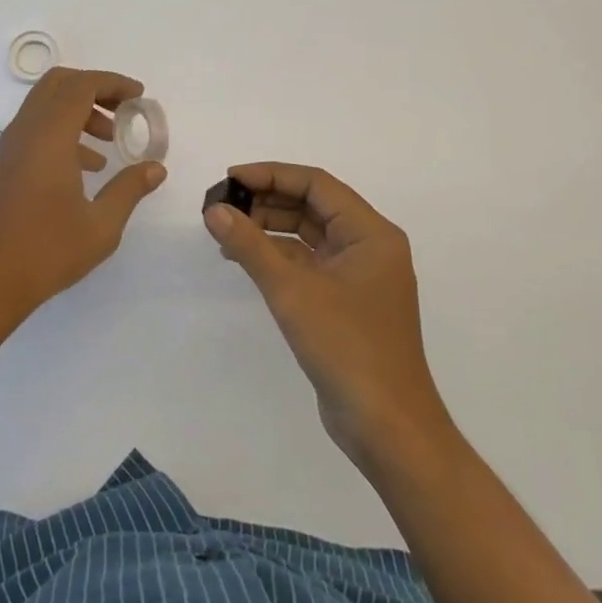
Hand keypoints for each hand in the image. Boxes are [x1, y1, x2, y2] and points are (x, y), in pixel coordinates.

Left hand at [0, 67, 166, 327]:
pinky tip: (85, 168)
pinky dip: (63, 130)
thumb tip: (155, 168)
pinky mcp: (4, 166)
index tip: (139, 96)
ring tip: (109, 141)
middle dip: (94, 88)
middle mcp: (26, 132)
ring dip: (79, 110)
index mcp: (49, 136)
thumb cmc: (45, 252)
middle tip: (123, 109)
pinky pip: (36, 129)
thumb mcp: (101, 226)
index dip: (113, 83)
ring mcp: (10, 148)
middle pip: (58, 84)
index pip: (82, 86)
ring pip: (45, 105)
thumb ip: (129, 189)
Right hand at [204, 163, 447, 469]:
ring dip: (269, 228)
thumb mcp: (292, 291)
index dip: (271, 175)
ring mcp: (359, 275)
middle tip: (222, 204)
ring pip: (308, 234)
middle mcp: (369, 246)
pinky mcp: (346, 301)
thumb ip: (250, 246)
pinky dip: (278, 256)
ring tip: (226, 229)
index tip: (230, 179)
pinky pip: (309, 262)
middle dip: (267, 201)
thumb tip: (214, 210)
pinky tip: (244, 258)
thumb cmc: (347, 348)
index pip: (316, 184)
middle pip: (312, 206)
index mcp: (370, 233)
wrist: (387, 427)